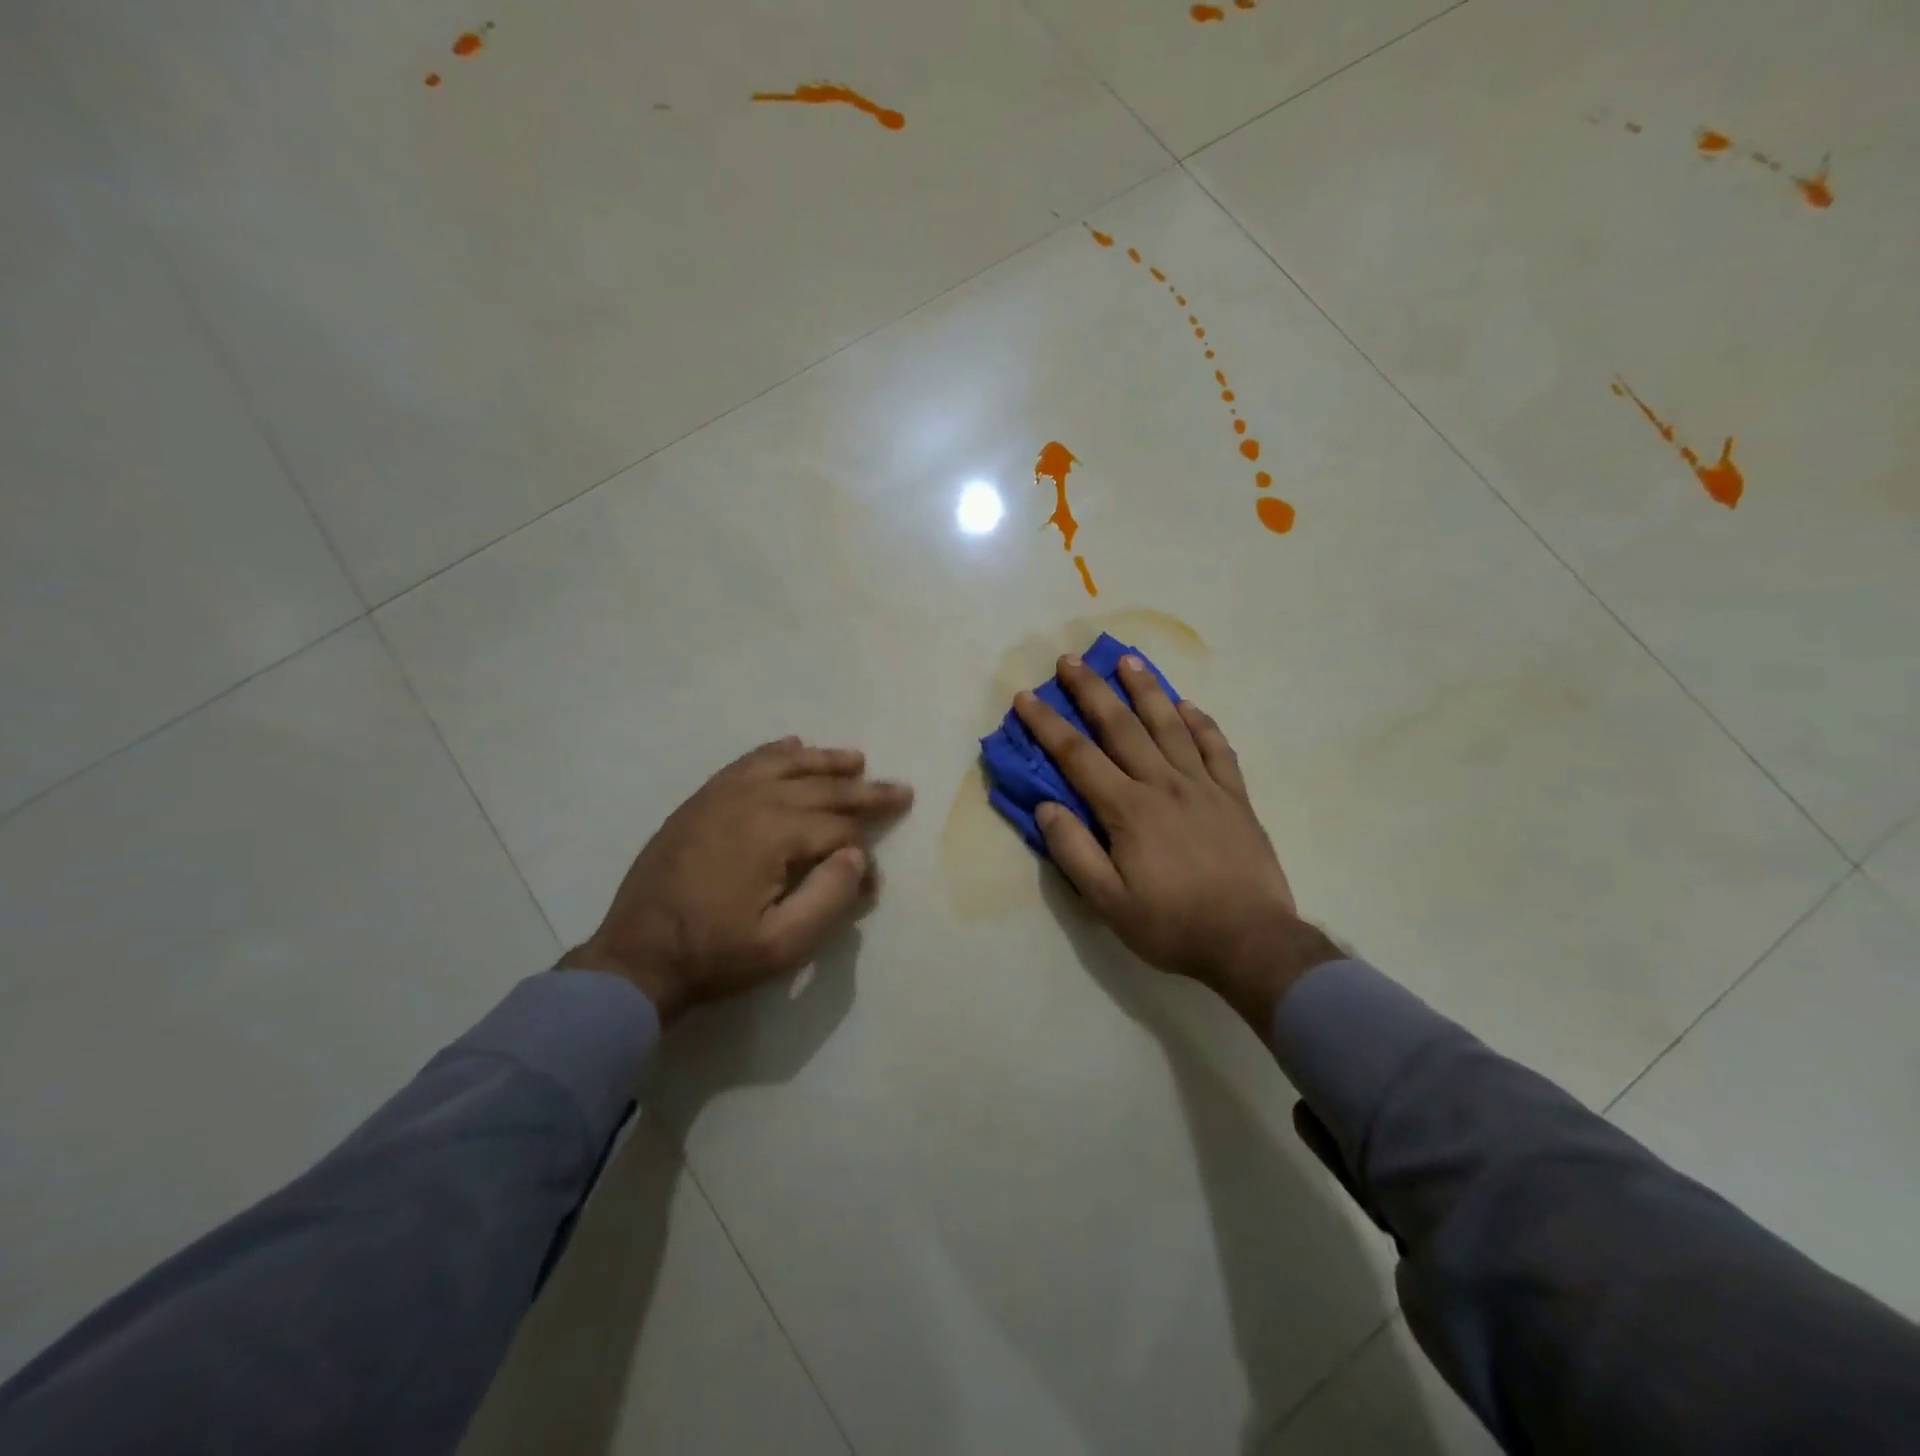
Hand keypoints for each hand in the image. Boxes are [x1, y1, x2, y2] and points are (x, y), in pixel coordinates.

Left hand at [560, 737, 912, 1024]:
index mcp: (773, 834)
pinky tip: (793, 746)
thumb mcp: (782, 945)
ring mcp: (721, 795)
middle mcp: (751, 800)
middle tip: (901, 790)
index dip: (865, 855)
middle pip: (820, 788)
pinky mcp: (701, 801)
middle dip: (864, 792)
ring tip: (856, 759)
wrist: (636, 957)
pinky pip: (746, 763)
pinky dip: (775, 752)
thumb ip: (829, 897)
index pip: (838, 831)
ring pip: (786, 765)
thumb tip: (857, 855)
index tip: (873, 885)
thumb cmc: (714, 956)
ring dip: (825, 762)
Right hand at [1013, 656, 1341, 1030]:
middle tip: (1071, 659)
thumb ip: (1073, 851)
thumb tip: (1045, 806)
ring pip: (1170, 726)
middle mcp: (1163, 785)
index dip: (1047, 724)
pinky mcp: (1234, 797)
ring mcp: (1203, 786)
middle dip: (1092, 690)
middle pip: (1122, 727)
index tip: (1027, 696)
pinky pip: (1216, 748)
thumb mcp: (1108, 902)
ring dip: (1146, 690)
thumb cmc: (1172, 925)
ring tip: (1128, 660)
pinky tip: (1187, 705)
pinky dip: (1201, 723)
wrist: (1251, 941)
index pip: (1077, 756)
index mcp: (1128, 810)